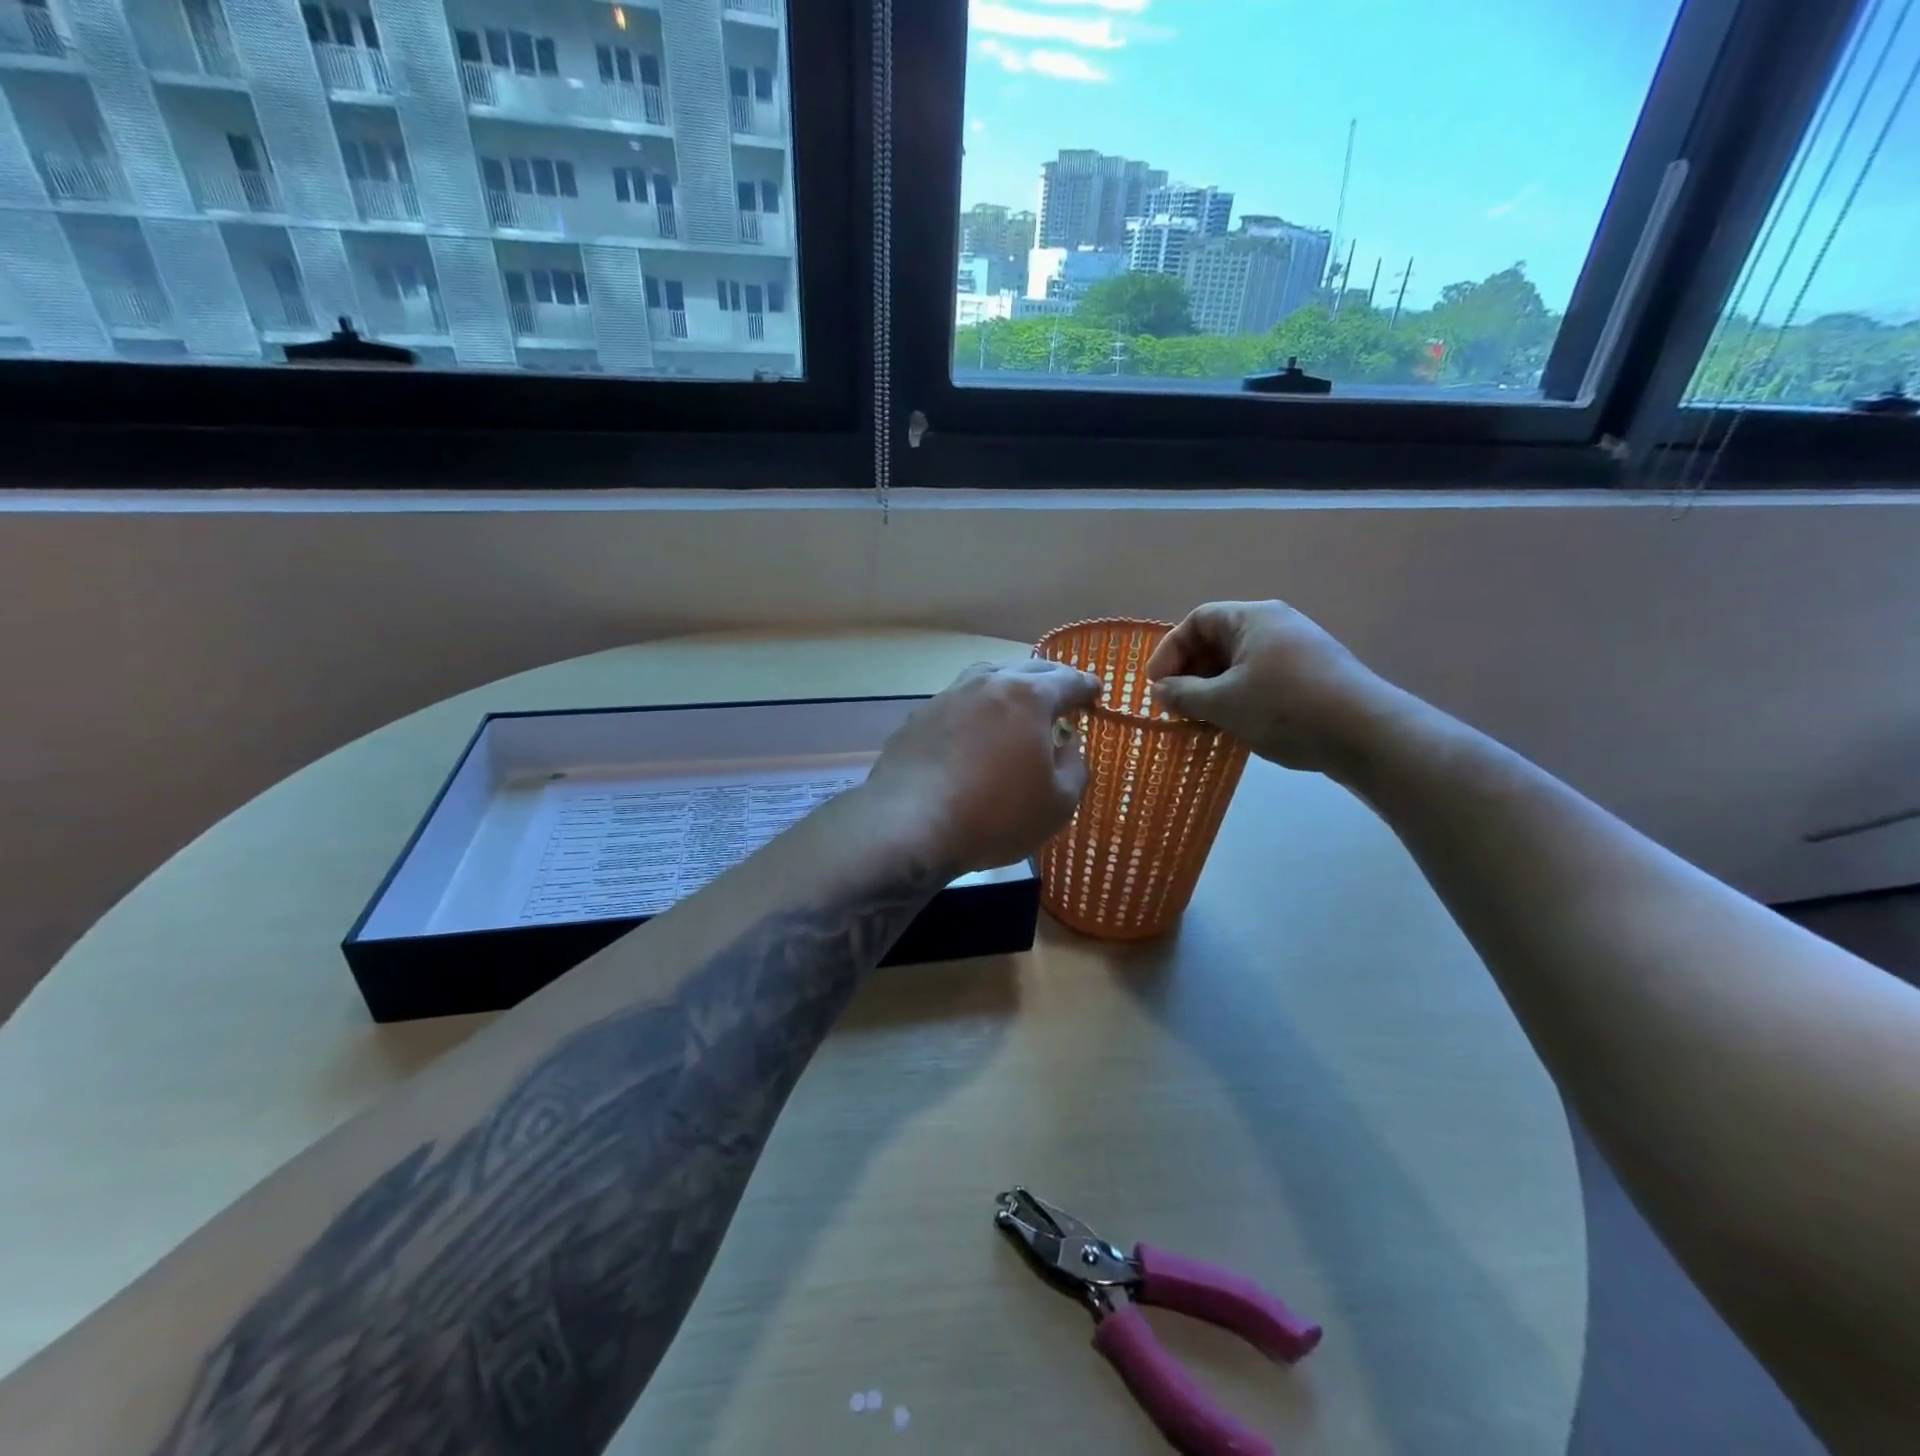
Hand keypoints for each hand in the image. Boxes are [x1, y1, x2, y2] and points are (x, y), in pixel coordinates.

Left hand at [864, 659, 1100, 872]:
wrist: (910, 824)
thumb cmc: (995, 815)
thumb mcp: (1058, 803)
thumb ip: (1075, 767)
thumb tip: (1068, 745)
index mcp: (1029, 696)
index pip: (1068, 680)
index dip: (1086, 687)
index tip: (1095, 693)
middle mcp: (988, 684)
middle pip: (1028, 670)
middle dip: (1051, 680)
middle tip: (1062, 695)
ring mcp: (948, 697)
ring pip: (987, 678)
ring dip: (1009, 686)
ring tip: (1017, 704)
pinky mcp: (918, 718)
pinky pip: (958, 703)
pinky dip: (975, 709)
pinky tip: (973, 731)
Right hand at [1145, 601, 1403, 776]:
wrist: (1366, 734)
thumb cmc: (1285, 708)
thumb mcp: (1223, 703)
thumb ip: (1183, 695)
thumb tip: (1160, 691)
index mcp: (1253, 618)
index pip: (1197, 621)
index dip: (1170, 651)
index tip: (1155, 686)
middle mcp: (1276, 626)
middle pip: (1218, 641)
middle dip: (1190, 673)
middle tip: (1174, 706)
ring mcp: (1297, 651)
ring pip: (1239, 664)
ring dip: (1212, 690)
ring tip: (1200, 720)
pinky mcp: (1311, 677)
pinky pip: (1261, 679)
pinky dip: (1238, 698)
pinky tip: (1233, 726)